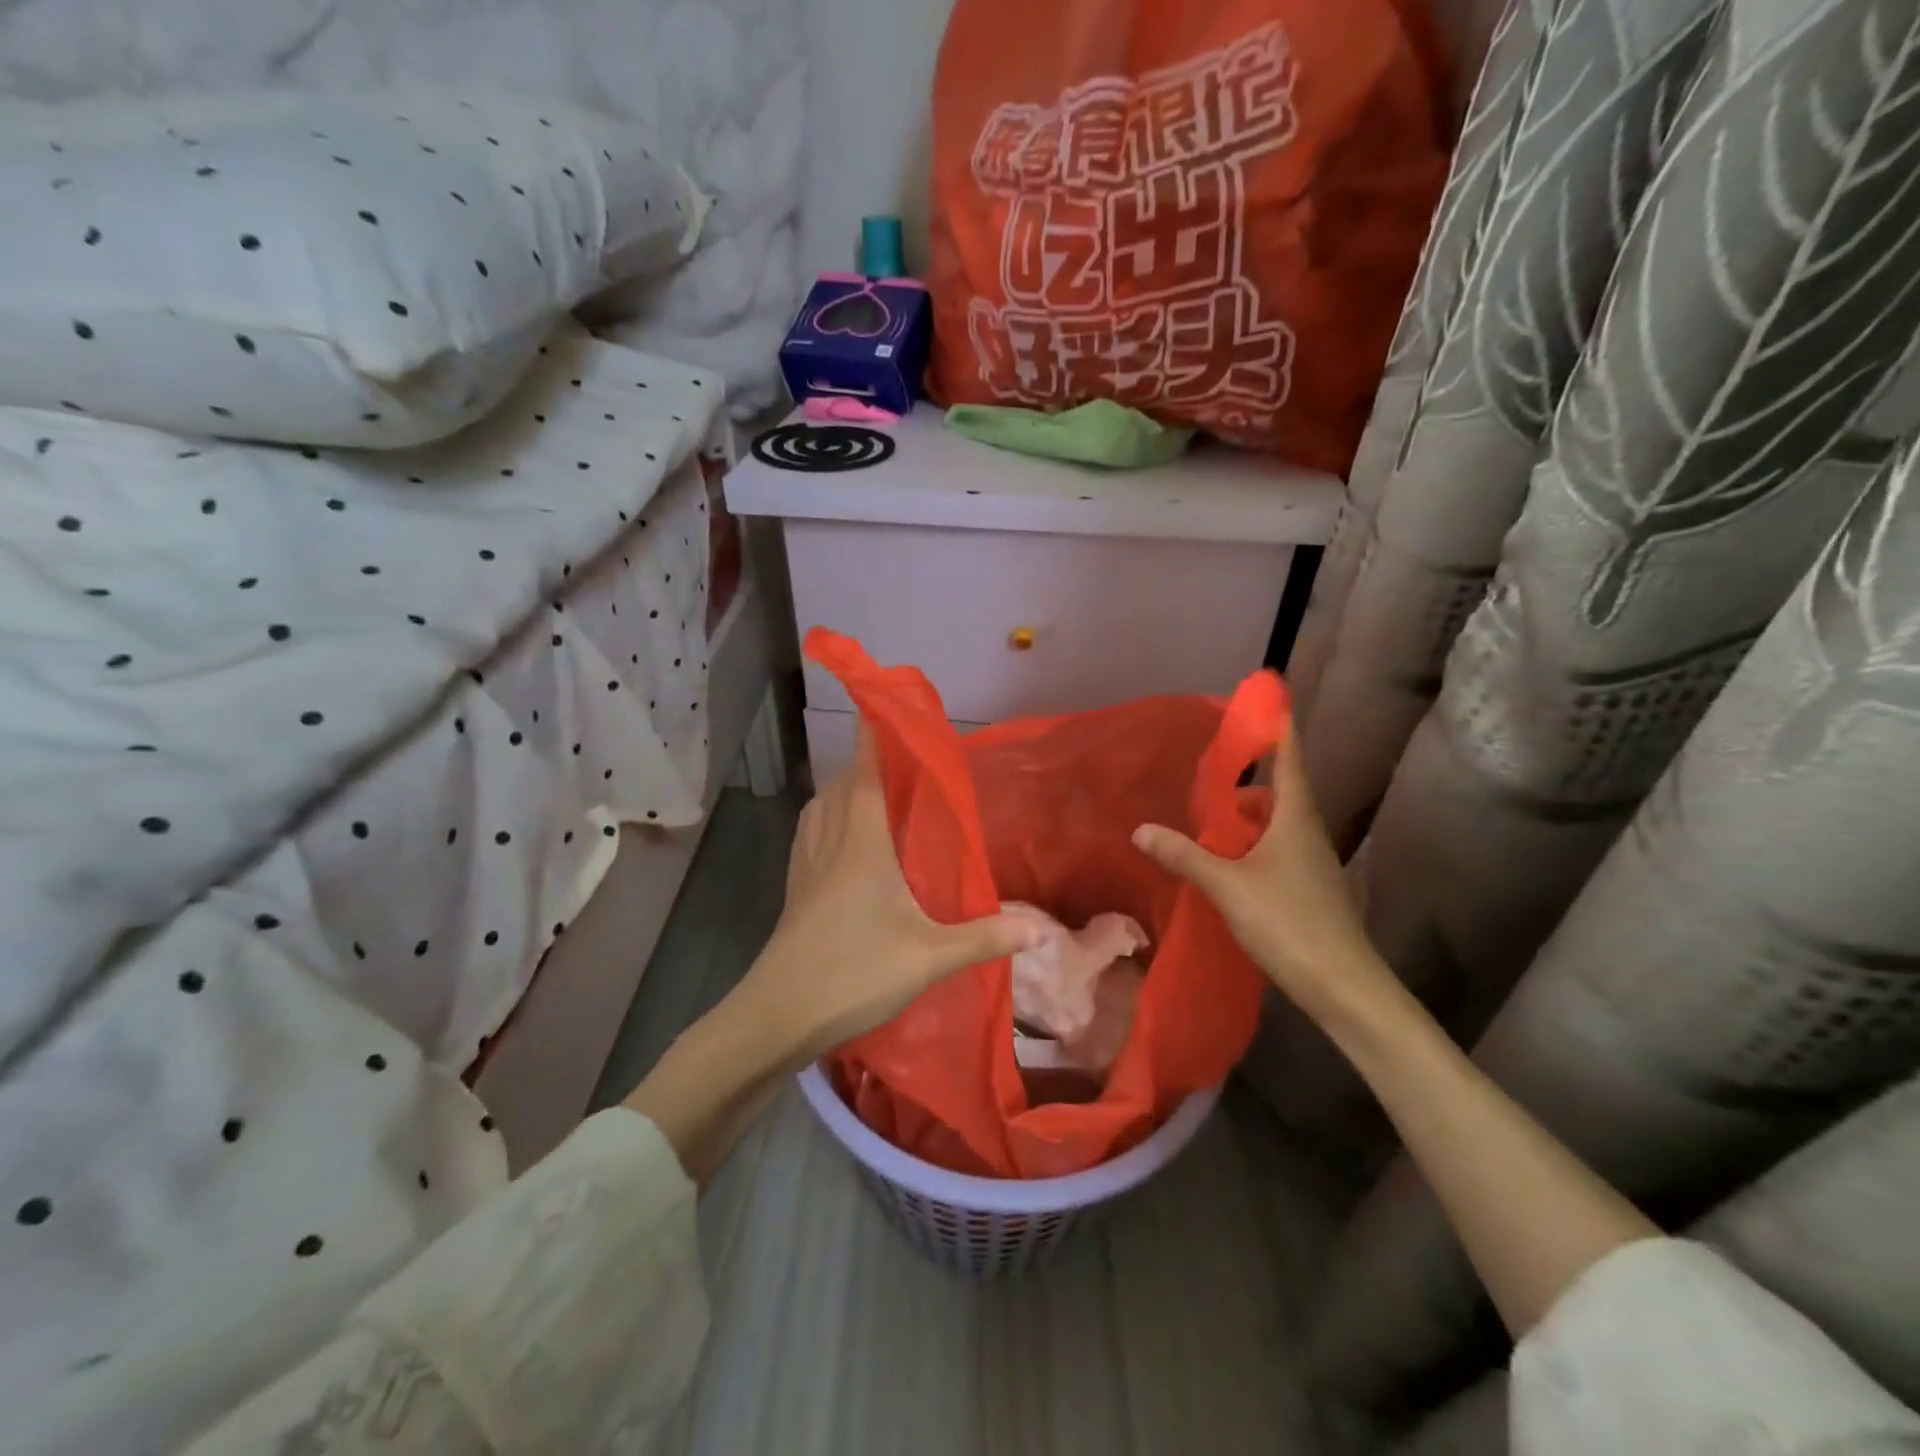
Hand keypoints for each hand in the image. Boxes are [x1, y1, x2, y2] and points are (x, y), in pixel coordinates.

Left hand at [738, 728, 1039, 1063]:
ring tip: (868, 791)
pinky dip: (824, 819)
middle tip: (894, 756)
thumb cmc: (853, 973)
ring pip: (820, 809)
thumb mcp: (928, 957)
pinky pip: (809, 836)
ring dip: (841, 790)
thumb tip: (1038, 930)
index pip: (864, 775)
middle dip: (862, 762)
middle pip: (841, 787)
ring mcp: (806, 868)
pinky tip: (838, 840)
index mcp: (861, 845)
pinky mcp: (795, 892)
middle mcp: (830, 844)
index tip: (877, 706)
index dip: (870, 738)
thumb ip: (983, 939)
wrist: (777, 1016)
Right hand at [1131, 734, 1388, 1025]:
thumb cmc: (1288, 922)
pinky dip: (1255, 847)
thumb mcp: (1227, 886)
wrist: (1344, 986)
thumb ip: (1185, 856)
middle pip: (1283, 794)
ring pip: (1281, 826)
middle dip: (1253, 780)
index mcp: (1296, 820)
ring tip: (1214, 821)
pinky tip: (1231, 865)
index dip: (1280, 731)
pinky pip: (1280, 852)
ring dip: (1251, 818)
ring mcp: (1315, 865)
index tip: (1271, 702)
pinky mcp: (1312, 891)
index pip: (1290, 761)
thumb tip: (1141, 829)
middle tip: (1216, 774)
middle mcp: (1309, 835)